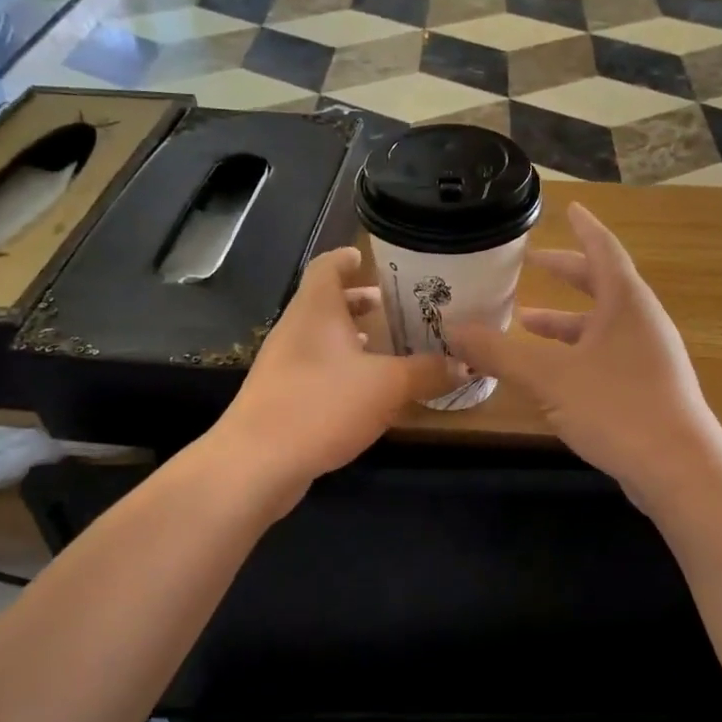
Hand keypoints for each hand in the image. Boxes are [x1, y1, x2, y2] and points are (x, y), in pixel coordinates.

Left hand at [216, 247, 451, 493]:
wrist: (256, 463)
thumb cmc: (322, 404)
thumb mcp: (387, 386)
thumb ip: (427, 371)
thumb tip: (465, 363)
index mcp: (316, 309)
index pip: (327, 266)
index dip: (347, 258)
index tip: (369, 258)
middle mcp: (296, 328)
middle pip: (326, 301)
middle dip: (359, 301)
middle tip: (394, 305)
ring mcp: (283, 363)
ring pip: (321, 337)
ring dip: (351, 337)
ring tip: (386, 345)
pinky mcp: (280, 395)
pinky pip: (316, 368)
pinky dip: (341, 367)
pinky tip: (364, 390)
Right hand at [450, 204, 721, 499]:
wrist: (678, 470)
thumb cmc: (617, 407)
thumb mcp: (549, 377)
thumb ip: (499, 352)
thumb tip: (453, 331)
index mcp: (626, 303)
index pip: (603, 249)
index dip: (584, 227)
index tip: (569, 208)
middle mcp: (641, 322)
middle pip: (602, 285)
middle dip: (566, 273)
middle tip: (532, 262)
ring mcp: (647, 357)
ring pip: (600, 325)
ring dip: (564, 320)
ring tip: (525, 320)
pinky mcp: (646, 388)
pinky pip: (604, 354)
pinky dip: (575, 351)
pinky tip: (549, 372)